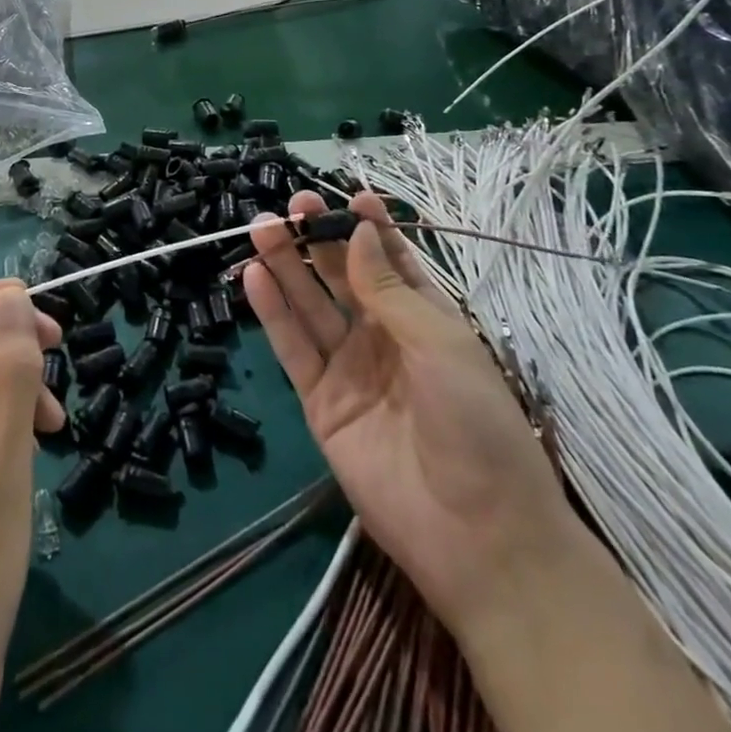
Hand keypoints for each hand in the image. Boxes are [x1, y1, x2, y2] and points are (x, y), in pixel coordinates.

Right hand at [244, 193, 571, 629]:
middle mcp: (383, 337)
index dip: (370, 228)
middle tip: (291, 205)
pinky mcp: (321, 402)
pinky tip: (253, 277)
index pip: (391, 261)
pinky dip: (272, 312)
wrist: (477, 537)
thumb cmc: (477, 425)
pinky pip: (293, 348)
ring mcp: (349, 368)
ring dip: (286, 266)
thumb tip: (358, 231)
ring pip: (310, 306)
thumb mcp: (440, 344)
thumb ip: (388, 289)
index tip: (348, 194)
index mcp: (424, 319)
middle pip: (342, 277)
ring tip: (262, 228)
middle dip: (318, 239)